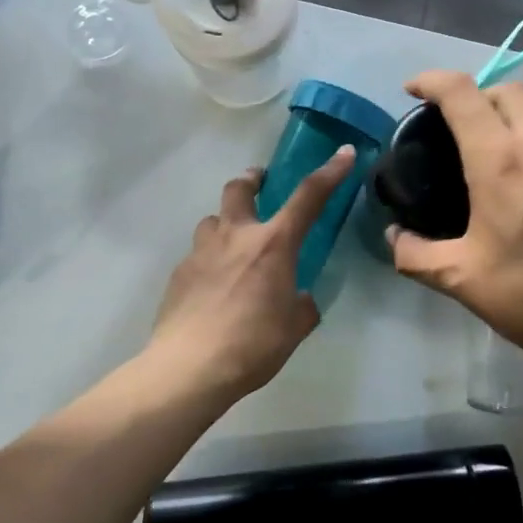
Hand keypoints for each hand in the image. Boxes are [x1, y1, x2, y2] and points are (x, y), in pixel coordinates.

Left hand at [148, 148, 356, 405]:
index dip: (330, 173)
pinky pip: (198, 254)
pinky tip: (213, 287)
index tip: (344, 153)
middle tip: (260, 184)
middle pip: (239, 188)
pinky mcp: (179, 273)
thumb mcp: (294, 327)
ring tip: (234, 244)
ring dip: (226, 222)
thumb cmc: (253, 345)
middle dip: (252, 180)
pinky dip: (210, 260)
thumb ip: (301, 305)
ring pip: (213, 220)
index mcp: (273, 244)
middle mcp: (235, 236)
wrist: (190, 368)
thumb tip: (299, 298)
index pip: (308, 197)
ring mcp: (202, 252)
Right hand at [387, 72, 522, 375]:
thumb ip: (416, 255)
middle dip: (475, 93)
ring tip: (483, 159)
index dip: (431, 80)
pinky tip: (521, 190)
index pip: (463, 93)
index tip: (411, 90)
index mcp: (501, 161)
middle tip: (451, 126)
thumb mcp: (462, 280)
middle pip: (507, 91)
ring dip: (506, 119)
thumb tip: (394, 237)